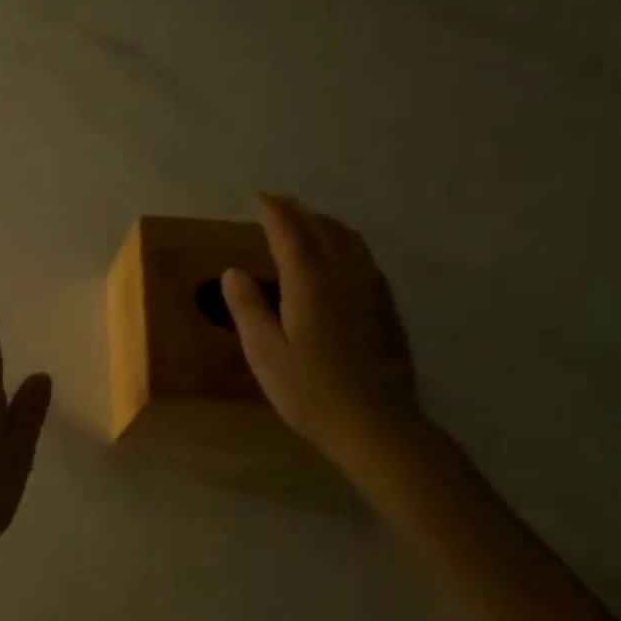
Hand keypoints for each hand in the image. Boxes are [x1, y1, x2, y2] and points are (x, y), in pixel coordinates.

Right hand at [222, 193, 419, 463]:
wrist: (376, 424)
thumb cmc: (310, 390)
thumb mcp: (264, 352)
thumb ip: (247, 307)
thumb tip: (233, 271)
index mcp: (310, 283)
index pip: (290, 233)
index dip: (274, 211)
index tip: (260, 197)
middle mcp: (344, 276)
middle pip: (324, 229)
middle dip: (301, 211)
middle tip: (280, 203)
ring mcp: (371, 291)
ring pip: (351, 241)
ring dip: (327, 224)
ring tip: (310, 221)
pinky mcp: (386, 309)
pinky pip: (366, 259)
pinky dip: (347, 244)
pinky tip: (342, 258)